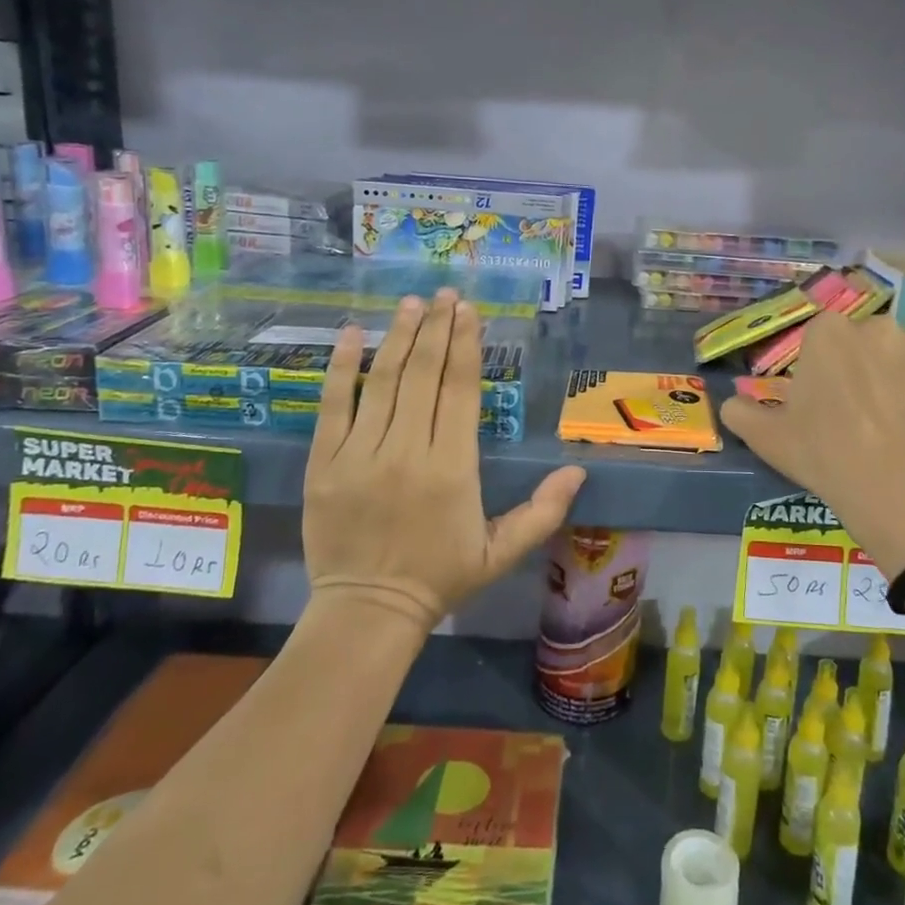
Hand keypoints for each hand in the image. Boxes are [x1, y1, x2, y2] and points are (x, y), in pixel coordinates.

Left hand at [302, 289, 586, 630]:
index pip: (460, 390)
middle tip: (445, 293)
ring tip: (413, 303)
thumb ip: (543, 511)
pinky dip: (342, 367)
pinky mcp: (325, 462)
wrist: (367, 611)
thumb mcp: (501, 552)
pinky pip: (333, 405)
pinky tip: (354, 333)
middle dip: (438, 329)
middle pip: (424, 375)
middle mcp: (408, 450)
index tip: (469, 312)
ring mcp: (361, 454)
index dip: (466, 346)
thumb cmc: (440, 577)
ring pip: (383, 381)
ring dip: (400, 337)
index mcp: (453, 468)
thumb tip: (579, 470)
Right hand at [719, 305, 904, 576]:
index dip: (824, 368)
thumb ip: (742, 414)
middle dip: (863, 363)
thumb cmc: (825, 455)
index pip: (822, 338)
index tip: (827, 399)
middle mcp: (870, 325)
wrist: (896, 484)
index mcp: (824, 335)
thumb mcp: (769, 440)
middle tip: (865, 407)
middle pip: (864, 337)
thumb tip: (729, 404)